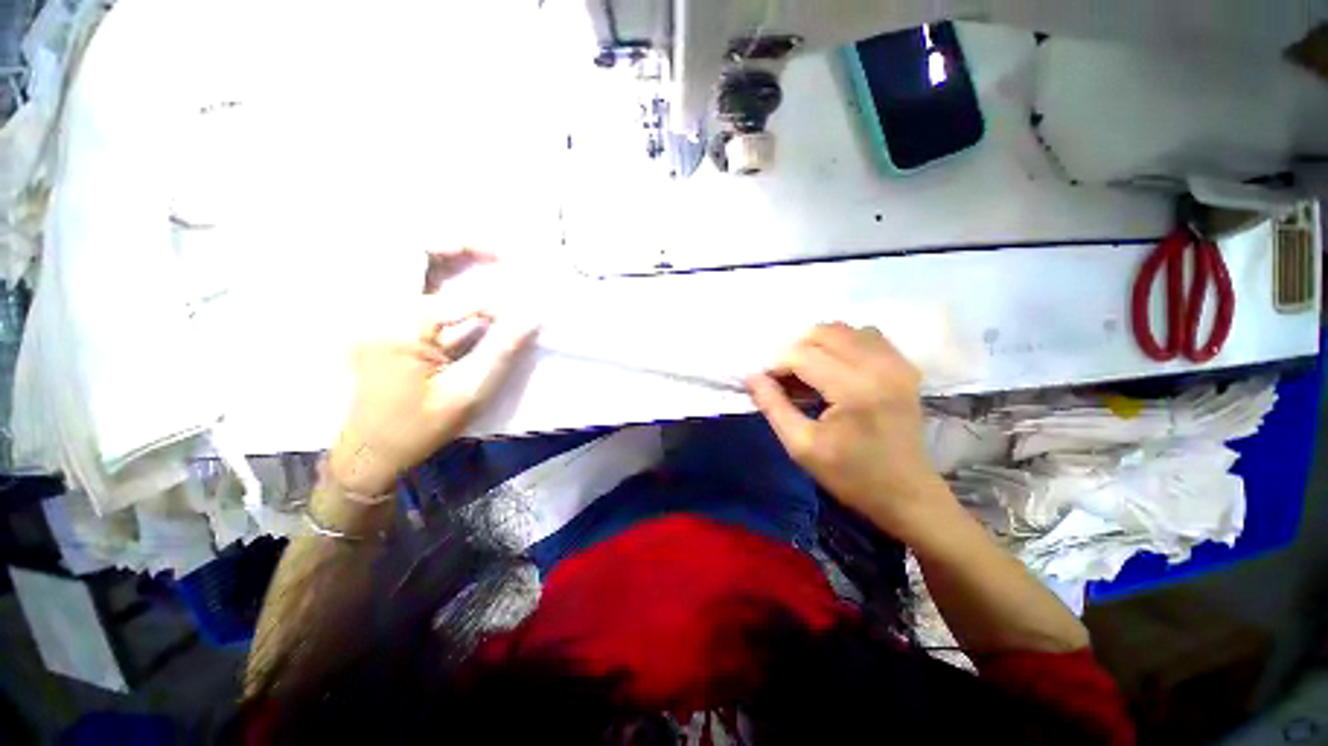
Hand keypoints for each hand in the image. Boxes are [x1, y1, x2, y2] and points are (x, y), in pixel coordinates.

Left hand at [327, 250, 537, 495]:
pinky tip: (464, 273)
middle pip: (411, 251)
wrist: (371, 449)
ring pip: (408, 260)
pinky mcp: (381, 317)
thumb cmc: (420, 427)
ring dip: (449, 252)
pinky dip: (440, 271)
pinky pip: (409, 280)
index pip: (456, 299)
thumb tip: (532, 317)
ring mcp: (374, 310)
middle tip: (501, 252)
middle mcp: (378, 309)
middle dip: (460, 243)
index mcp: (398, 330)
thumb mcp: (468, 394)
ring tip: (489, 255)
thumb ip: (501, 351)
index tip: (524, 318)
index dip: (497, 307)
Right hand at [746, 323, 948, 534]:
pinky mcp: (905, 366)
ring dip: (818, 345)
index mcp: (854, 389)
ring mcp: (897, 363)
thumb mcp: (801, 446)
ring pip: (844, 329)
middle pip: (823, 332)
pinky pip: (867, 335)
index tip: (767, 385)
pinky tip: (836, 368)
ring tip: (809, 373)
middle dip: (795, 351)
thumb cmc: (851, 476)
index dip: (776, 365)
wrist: (907, 494)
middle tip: (787, 379)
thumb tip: (752, 376)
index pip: (802, 355)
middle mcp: (879, 365)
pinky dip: (843, 344)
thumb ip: (773, 406)